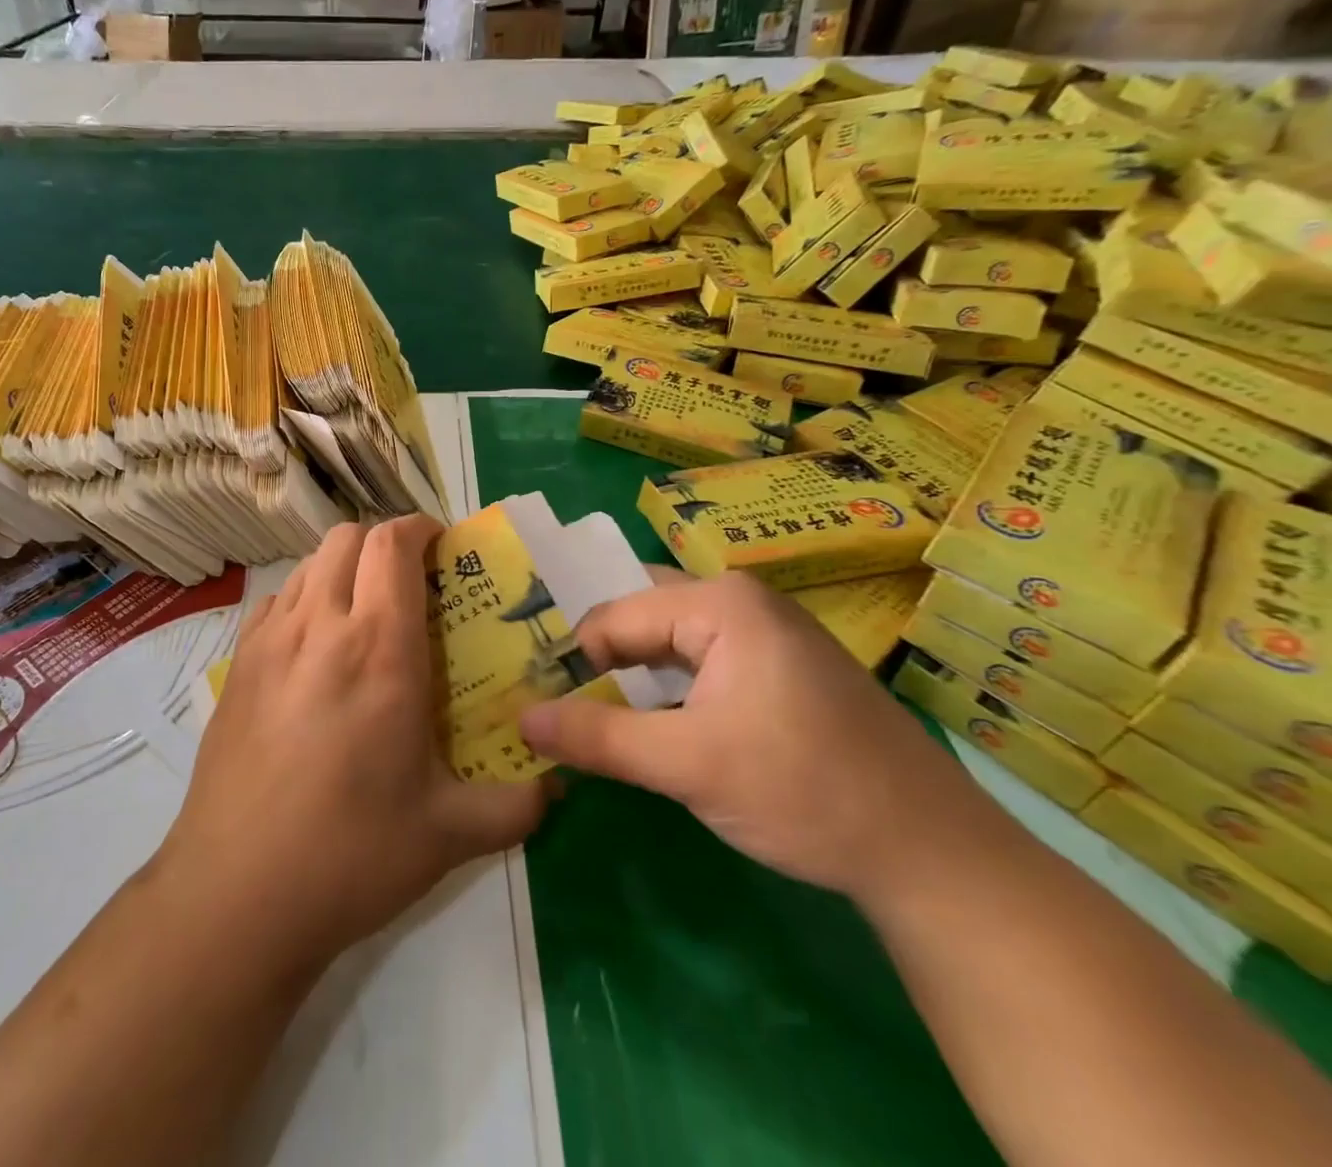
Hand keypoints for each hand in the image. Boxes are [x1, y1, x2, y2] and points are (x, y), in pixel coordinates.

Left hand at [161, 516, 547, 970]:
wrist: (235, 895)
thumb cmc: (350, 855)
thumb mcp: (450, 834)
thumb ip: (518, 804)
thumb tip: (559, 785)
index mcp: (378, 648)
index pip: (393, 545)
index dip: (420, 528)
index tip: (443, 546)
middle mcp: (320, 627)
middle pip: (347, 538)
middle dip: (383, 542)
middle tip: (410, 582)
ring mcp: (269, 642)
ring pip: (308, 565)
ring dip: (343, 569)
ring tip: (364, 613)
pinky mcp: (235, 666)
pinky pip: (275, 604)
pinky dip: (303, 601)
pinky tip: (314, 652)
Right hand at [519, 570, 1002, 904]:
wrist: (935, 855)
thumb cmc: (805, 792)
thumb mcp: (689, 766)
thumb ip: (598, 738)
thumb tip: (521, 720)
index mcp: (720, 603)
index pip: (614, 615)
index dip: (572, 660)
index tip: (539, 702)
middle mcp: (741, 601)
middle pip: (641, 616)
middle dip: (597, 658)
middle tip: (553, 698)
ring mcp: (765, 632)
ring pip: (669, 640)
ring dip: (629, 675)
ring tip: (588, 712)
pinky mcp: (779, 668)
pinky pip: (700, 661)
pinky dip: (666, 686)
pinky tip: (649, 720)